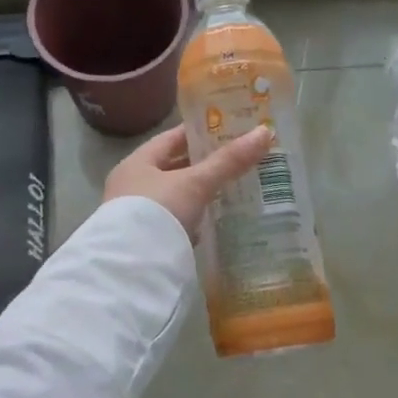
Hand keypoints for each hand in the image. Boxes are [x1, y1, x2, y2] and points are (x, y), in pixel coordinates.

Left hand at [104, 124, 274, 242]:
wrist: (132, 268)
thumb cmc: (158, 212)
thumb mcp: (195, 183)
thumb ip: (228, 161)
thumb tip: (265, 132)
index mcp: (137, 163)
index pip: (171, 139)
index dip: (199, 132)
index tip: (227, 129)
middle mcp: (132, 186)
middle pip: (174, 168)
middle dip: (203, 165)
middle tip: (238, 159)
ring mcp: (137, 215)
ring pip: (176, 197)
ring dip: (200, 194)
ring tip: (233, 188)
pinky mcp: (147, 240)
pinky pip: (176, 222)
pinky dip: (195, 219)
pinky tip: (214, 221)